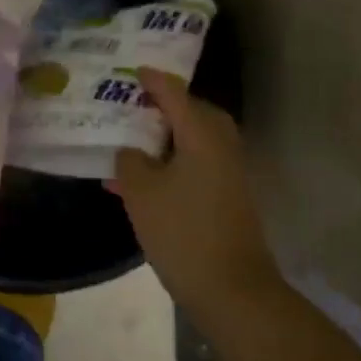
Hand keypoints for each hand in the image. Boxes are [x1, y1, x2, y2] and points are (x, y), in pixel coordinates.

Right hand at [113, 68, 281, 316]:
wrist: (232, 291)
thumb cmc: (182, 232)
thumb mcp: (140, 192)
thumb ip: (129, 160)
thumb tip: (131, 151)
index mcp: (201, 135)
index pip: (174, 94)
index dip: (152, 80)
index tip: (131, 70)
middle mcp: (220, 146)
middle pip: (192, 113)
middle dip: (163, 106)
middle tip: (131, 105)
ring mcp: (228, 173)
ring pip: (193, 140)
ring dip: (165, 137)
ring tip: (130, 141)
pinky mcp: (227, 197)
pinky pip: (196, 163)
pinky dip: (172, 162)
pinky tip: (142, 180)